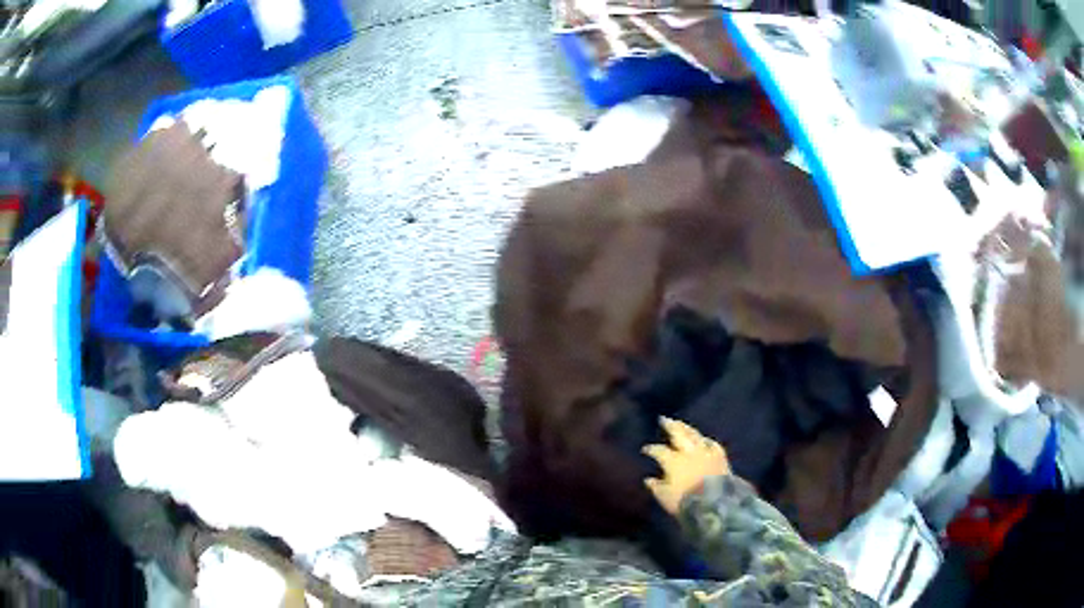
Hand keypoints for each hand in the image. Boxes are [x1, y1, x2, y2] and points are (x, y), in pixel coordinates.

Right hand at [643, 417, 729, 514]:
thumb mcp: (665, 497)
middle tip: (663, 419)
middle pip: (678, 434)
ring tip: (681, 424)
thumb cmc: (686, 502)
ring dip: (687, 428)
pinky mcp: (719, 456)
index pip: (659, 451)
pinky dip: (706, 441)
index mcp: (673, 461)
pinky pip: (712, 444)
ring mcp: (705, 452)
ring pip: (694, 435)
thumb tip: (648, 480)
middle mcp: (688, 452)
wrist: (715, 503)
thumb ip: (656, 487)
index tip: (645, 449)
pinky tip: (704, 439)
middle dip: (670, 426)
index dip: (651, 449)